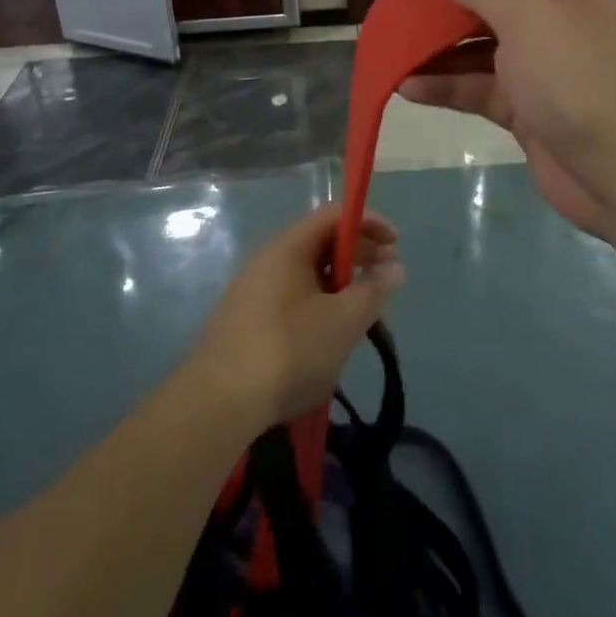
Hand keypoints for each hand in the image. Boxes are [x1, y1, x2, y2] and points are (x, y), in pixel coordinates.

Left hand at [191, 203, 403, 429]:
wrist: (219, 401)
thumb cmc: (289, 350)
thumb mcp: (343, 321)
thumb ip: (373, 292)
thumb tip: (394, 268)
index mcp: (288, 248)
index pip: (333, 215)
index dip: (368, 222)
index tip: (396, 244)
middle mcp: (267, 260)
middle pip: (319, 242)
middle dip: (358, 254)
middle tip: (386, 276)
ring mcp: (252, 291)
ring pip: (306, 273)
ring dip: (340, 283)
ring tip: (363, 309)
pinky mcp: (246, 321)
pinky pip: (291, 297)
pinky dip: (318, 303)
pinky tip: (329, 334)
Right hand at [399, 0, 615, 236]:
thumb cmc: (580, 78)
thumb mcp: (530, 18)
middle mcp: (559, 24)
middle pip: (494, 8)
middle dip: (448, 11)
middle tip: (400, 11)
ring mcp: (544, 71)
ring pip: (481, 53)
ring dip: (439, 53)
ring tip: (392, 51)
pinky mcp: (528, 113)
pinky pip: (480, 91)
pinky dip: (447, 88)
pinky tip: (407, 87)